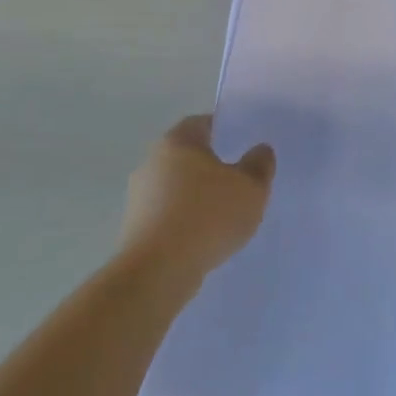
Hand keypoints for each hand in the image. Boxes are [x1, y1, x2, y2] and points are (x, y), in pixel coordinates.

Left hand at [118, 116, 274, 289]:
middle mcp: (152, 161)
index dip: (224, 130)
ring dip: (197, 196)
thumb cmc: (207, 217)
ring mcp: (139, 196)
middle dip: (212, 166)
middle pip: (188, 155)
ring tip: (224, 215)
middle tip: (239, 180)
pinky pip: (168, 214)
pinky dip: (185, 220)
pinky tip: (204, 238)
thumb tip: (260, 150)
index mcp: (178, 141)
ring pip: (177, 186)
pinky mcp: (134, 227)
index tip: (243, 144)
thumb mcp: (250, 188)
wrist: (157, 272)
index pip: (202, 123)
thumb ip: (259, 165)